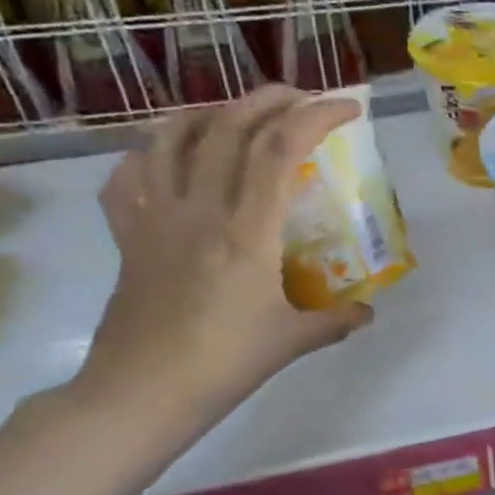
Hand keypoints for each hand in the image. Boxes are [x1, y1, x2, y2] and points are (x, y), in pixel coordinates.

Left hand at [76, 87, 371, 421]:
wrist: (140, 395)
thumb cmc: (222, 366)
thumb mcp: (291, 342)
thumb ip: (335, 321)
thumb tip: (367, 312)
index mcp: (245, 231)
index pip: (280, 149)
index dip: (316, 116)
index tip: (347, 109)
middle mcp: (198, 209)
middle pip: (229, 126)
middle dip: (271, 99)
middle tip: (302, 101)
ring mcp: (155, 218)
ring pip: (171, 137)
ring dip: (210, 112)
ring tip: (237, 115)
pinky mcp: (127, 236)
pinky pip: (127, 178)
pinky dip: (149, 155)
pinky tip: (168, 161)